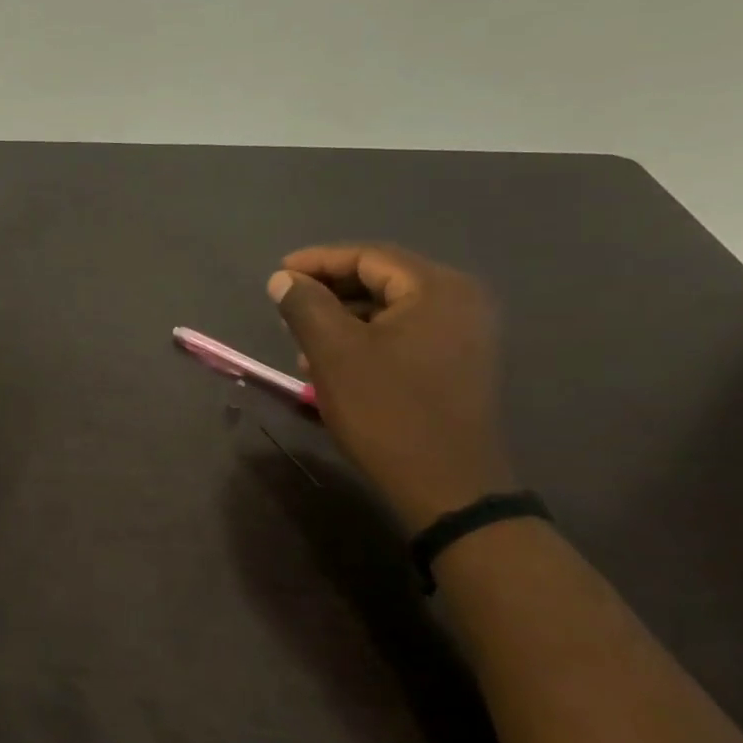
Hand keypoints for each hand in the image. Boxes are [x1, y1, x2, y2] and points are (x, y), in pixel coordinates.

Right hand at [268, 245, 515, 533]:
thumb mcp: (334, 352)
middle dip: (329, 291)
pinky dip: (366, 338)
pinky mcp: (459, 364)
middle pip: (382, 279)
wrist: (446, 486)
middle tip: (286, 306)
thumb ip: (305, 304)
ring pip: (390, 309)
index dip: (317, 262)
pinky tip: (334, 362)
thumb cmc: (386, 410)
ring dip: (343, 318)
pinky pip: (405, 334)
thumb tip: (283, 279)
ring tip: (302, 340)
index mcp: (437, 288)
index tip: (277, 275)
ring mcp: (464, 334)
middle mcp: (460, 301)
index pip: (368, 256)